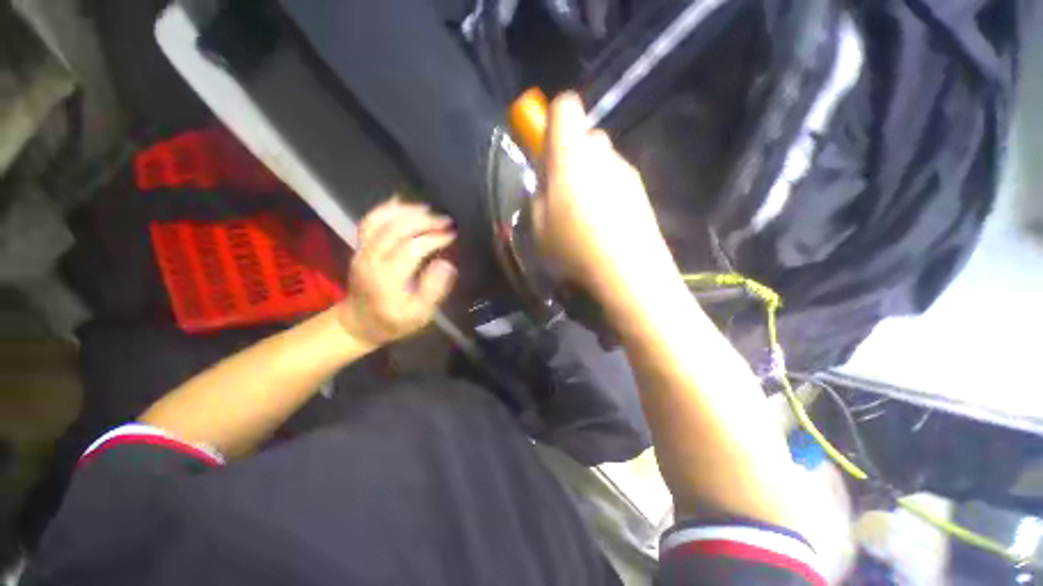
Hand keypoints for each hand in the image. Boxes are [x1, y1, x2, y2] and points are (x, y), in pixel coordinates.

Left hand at [335, 199, 456, 347]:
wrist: (359, 323)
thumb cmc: (394, 321)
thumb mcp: (420, 315)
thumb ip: (434, 290)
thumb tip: (446, 264)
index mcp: (388, 278)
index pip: (412, 248)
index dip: (433, 239)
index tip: (452, 235)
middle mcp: (371, 259)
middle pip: (396, 229)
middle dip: (423, 221)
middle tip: (446, 220)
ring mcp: (362, 250)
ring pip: (380, 221)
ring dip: (406, 211)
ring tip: (429, 209)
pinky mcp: (360, 247)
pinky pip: (369, 221)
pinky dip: (385, 209)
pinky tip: (401, 202)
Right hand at [533, 93, 675, 298]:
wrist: (628, 272)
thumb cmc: (574, 249)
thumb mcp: (538, 226)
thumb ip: (538, 193)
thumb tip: (547, 177)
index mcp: (571, 156)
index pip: (565, 107)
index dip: (553, 122)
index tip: (546, 151)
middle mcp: (603, 154)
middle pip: (586, 135)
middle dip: (571, 155)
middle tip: (562, 190)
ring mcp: (626, 171)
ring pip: (602, 159)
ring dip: (589, 175)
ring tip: (583, 213)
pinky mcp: (641, 190)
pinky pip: (616, 178)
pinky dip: (606, 191)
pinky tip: (603, 221)